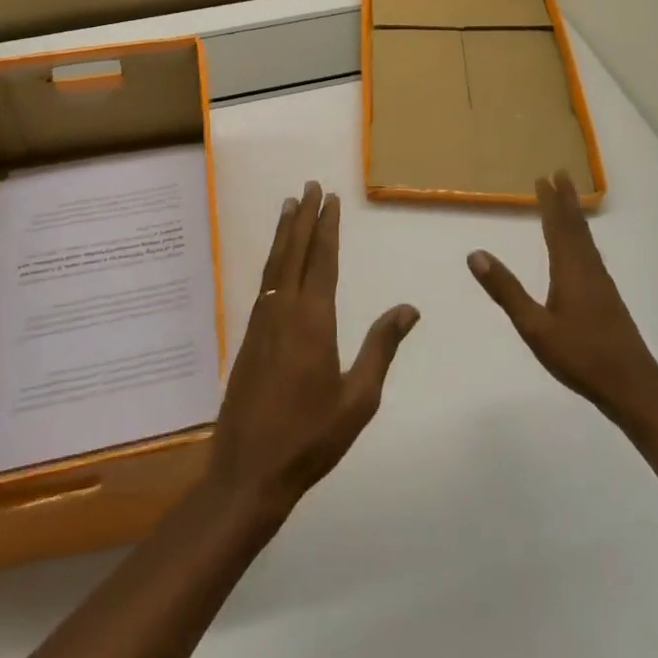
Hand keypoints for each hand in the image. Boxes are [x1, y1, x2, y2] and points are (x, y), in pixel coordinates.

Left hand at [207, 182, 419, 520]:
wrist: (249, 470)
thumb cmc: (311, 437)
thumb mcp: (358, 398)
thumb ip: (381, 348)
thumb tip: (409, 308)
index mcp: (312, 320)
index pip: (322, 260)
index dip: (326, 227)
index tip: (329, 198)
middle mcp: (283, 310)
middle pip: (294, 252)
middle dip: (302, 217)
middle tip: (308, 186)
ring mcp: (261, 322)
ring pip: (274, 264)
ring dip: (283, 232)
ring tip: (288, 206)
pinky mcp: (248, 337)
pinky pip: (264, 283)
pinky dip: (272, 260)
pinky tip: (276, 260)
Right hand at [468, 171, 657, 424]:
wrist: (633, 388)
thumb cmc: (581, 357)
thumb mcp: (535, 327)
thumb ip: (506, 291)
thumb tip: (476, 254)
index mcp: (570, 270)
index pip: (557, 227)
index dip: (550, 202)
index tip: (543, 177)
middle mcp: (588, 270)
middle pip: (576, 227)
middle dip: (566, 200)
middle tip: (560, 173)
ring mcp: (601, 285)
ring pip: (586, 240)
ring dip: (575, 217)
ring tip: (568, 202)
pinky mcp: (608, 299)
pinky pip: (590, 254)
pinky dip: (581, 238)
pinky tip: (580, 250)